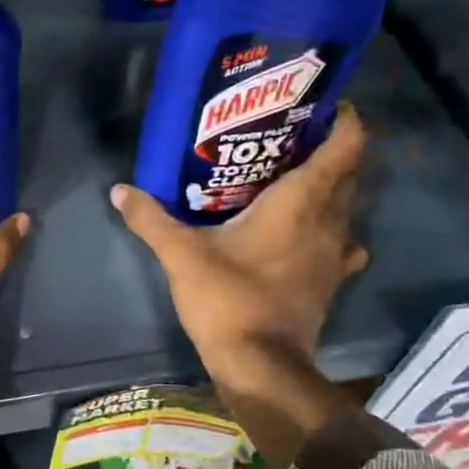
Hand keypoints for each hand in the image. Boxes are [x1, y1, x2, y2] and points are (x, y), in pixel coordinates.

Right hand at [110, 104, 368, 457]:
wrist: (260, 364)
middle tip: (290, 138)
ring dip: (331, 189)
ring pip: (346, 207)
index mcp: (301, 202)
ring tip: (293, 182)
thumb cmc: (227, 299)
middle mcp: (330, 221)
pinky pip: (341, 242)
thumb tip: (119, 190)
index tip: (323, 104)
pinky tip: (303, 236)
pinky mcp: (330, 281)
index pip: (345, 146)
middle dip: (328, 149)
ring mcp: (336, 254)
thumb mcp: (181, 255)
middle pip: (348, 172)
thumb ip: (151, 219)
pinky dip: (329, 230)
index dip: (344, 119)